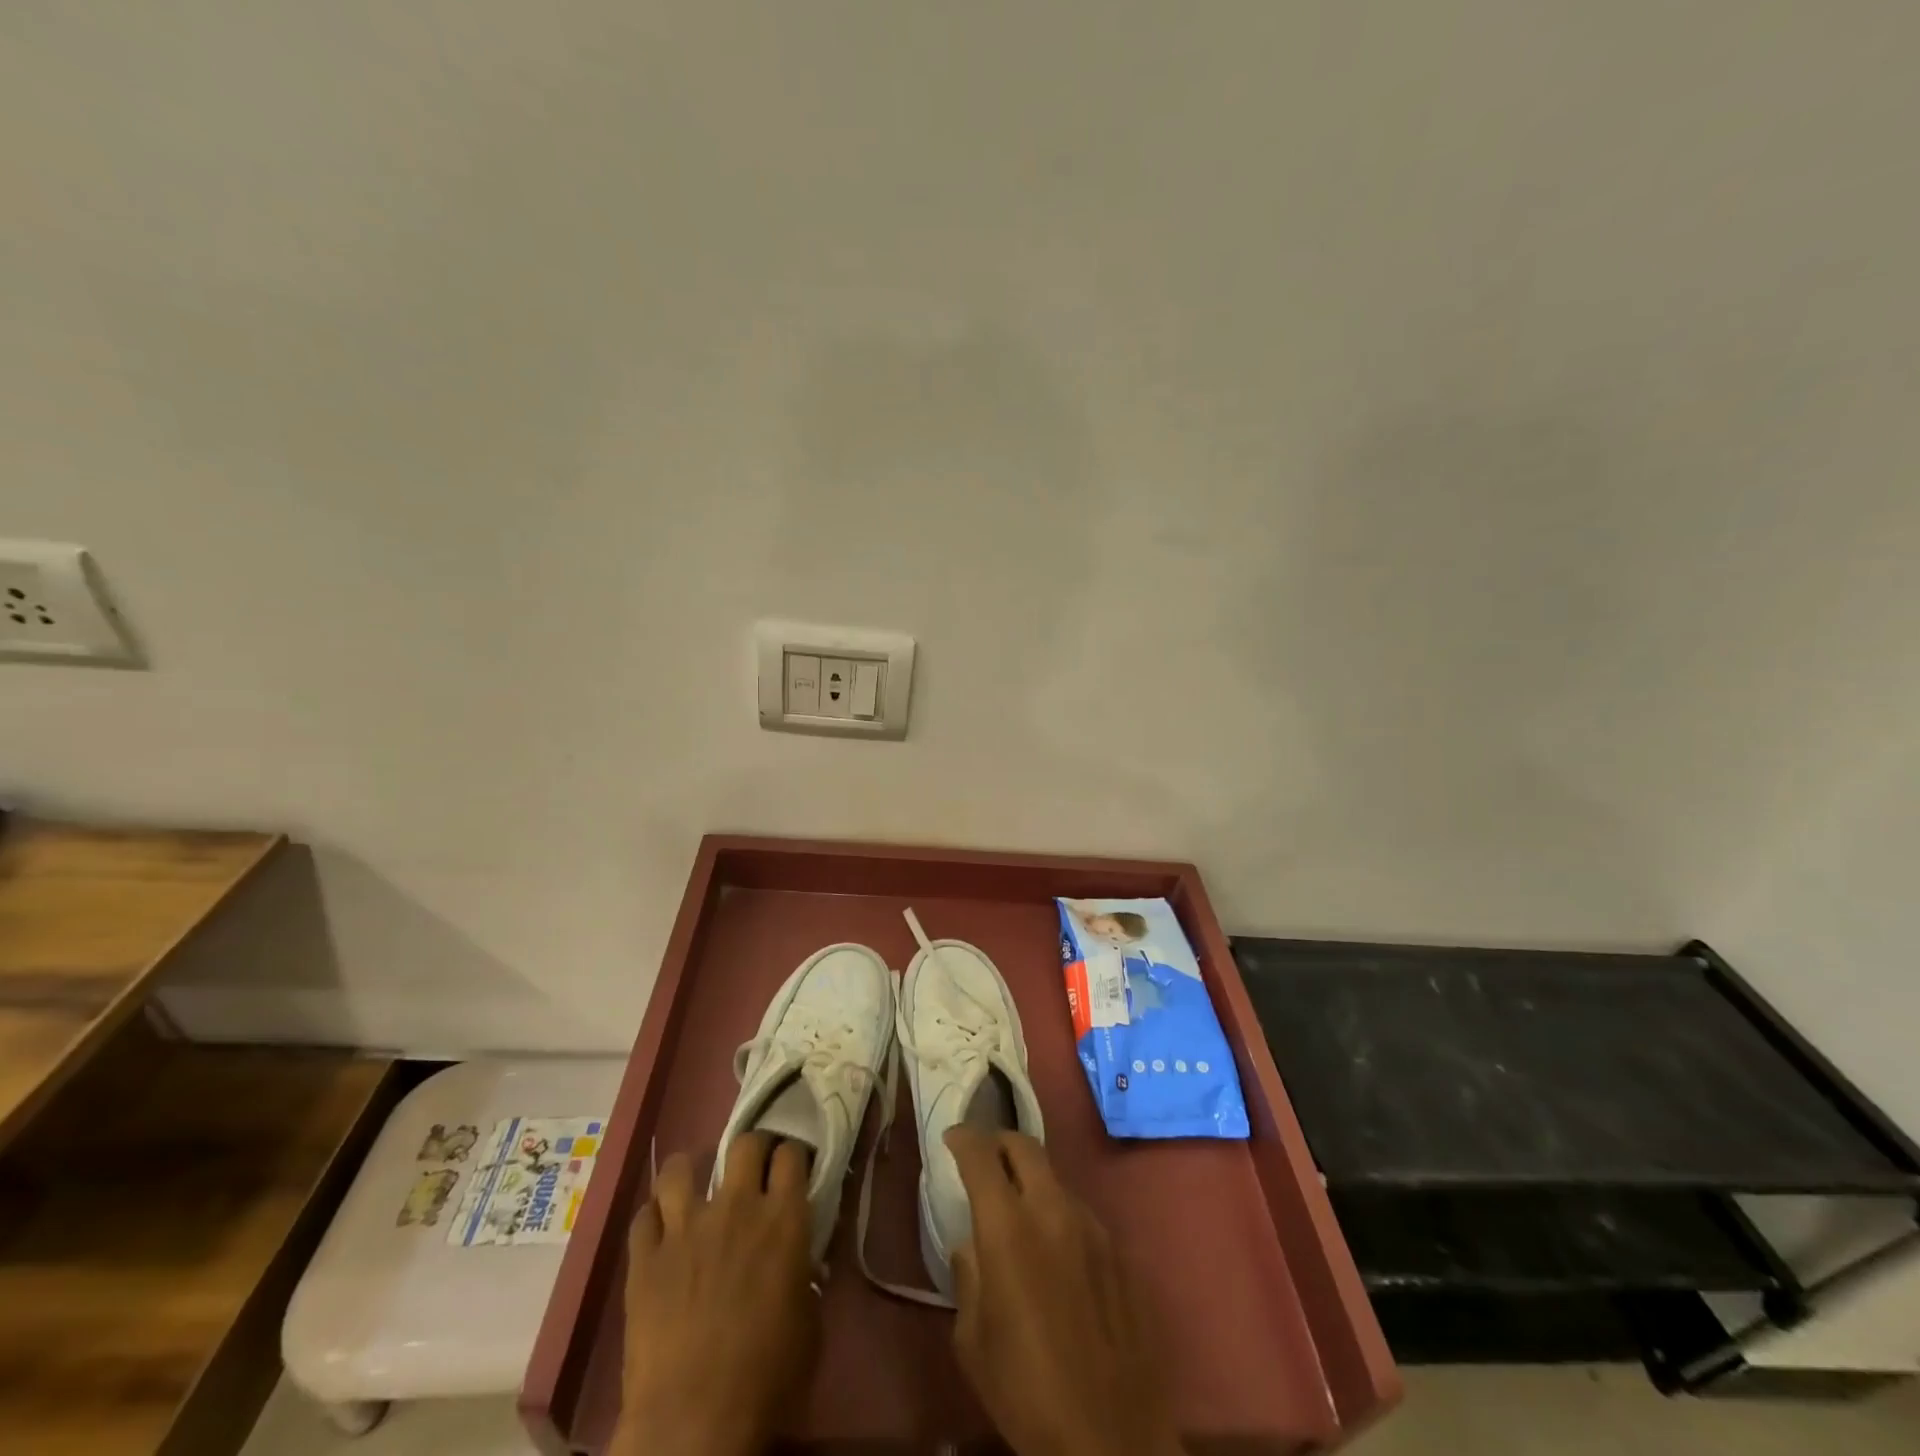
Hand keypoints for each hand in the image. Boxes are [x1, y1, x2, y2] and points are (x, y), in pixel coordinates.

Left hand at [615, 1134, 818, 1455]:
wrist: (694, 1423)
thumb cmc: (767, 1378)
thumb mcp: (809, 1322)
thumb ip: (805, 1275)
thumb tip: (800, 1261)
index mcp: (783, 1219)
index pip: (792, 1154)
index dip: (793, 1156)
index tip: (792, 1169)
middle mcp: (736, 1206)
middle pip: (744, 1144)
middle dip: (752, 1150)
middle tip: (751, 1171)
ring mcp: (685, 1227)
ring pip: (680, 1167)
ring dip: (690, 1172)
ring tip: (693, 1186)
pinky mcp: (644, 1258)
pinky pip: (643, 1217)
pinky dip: (652, 1218)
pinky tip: (659, 1231)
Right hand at [945, 1128, 1182, 1455]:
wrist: (1110, 1438)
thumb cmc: (1026, 1392)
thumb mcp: (973, 1340)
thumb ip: (968, 1276)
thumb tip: (972, 1245)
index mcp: (1008, 1227)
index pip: (981, 1155)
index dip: (963, 1138)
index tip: (952, 1138)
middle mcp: (1052, 1210)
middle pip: (1025, 1146)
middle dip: (999, 1142)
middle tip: (984, 1157)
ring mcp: (1091, 1226)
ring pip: (1055, 1178)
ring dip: (1031, 1182)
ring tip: (1018, 1213)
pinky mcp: (1118, 1249)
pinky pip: (1079, 1212)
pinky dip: (1058, 1214)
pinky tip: (1054, 1253)